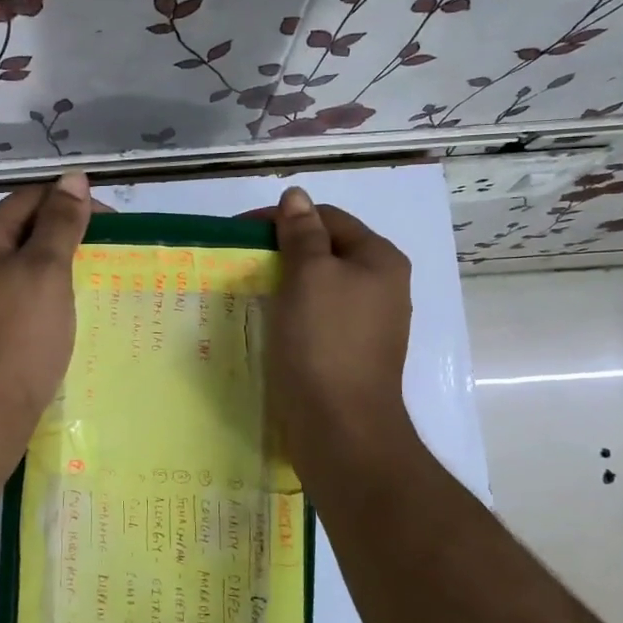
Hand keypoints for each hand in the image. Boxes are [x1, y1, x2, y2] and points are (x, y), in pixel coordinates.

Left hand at [0, 173, 93, 467]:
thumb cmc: (18, 336)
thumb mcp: (46, 270)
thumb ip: (61, 222)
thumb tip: (73, 177)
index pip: (32, 198)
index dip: (75, 204)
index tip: (115, 228)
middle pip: (25, 230)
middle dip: (70, 236)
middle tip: (111, 256)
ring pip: (24, 265)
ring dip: (61, 268)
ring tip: (98, 282)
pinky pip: (19, 296)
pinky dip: (47, 296)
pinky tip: (70, 313)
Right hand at [261, 186, 415, 480]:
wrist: (342, 427)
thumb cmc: (325, 342)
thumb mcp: (309, 276)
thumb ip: (302, 232)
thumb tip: (296, 195)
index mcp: (379, 259)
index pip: (328, 217)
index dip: (284, 218)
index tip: (240, 234)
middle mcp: (382, 286)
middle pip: (326, 251)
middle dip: (283, 252)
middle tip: (241, 264)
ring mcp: (369, 323)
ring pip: (321, 287)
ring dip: (285, 284)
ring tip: (249, 292)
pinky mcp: (351, 353)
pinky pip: (319, 318)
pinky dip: (293, 313)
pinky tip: (269, 324)